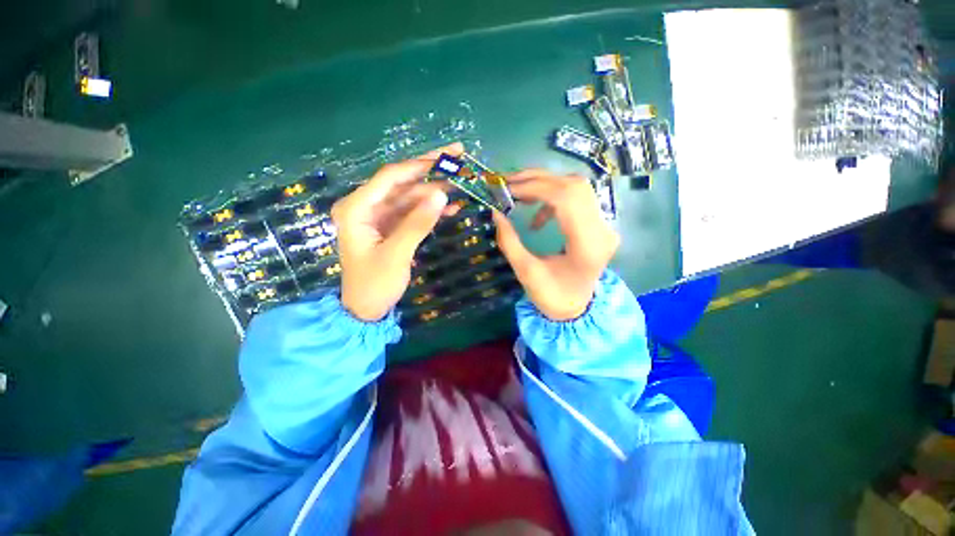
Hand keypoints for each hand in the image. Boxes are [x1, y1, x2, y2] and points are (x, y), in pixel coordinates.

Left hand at [332, 143, 462, 320]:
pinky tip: (451, 206)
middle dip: (430, 170)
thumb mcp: (396, 254)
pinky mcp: (390, 227)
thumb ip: (417, 223)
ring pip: (410, 196)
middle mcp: (366, 206)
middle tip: (457, 155)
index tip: (446, 160)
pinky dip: (430, 210)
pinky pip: (412, 213)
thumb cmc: (374, 284)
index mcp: (357, 208)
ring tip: (461, 182)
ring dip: (435, 191)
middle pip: (402, 182)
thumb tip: (441, 194)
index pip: (391, 177)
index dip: (420, 166)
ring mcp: (379, 217)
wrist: (366, 309)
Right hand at [492, 170, 619, 320]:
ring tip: (518, 194)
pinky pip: (576, 198)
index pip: (567, 199)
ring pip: (576, 187)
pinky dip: (552, 199)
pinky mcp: (597, 223)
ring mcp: (603, 224)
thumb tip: (495, 212)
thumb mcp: (526, 273)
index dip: (535, 187)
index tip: (507, 189)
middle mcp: (602, 229)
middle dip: (537, 180)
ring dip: (544, 185)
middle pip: (574, 186)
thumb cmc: (553, 297)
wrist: (577, 307)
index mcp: (588, 245)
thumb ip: (509, 242)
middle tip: (508, 184)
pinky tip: (537, 218)